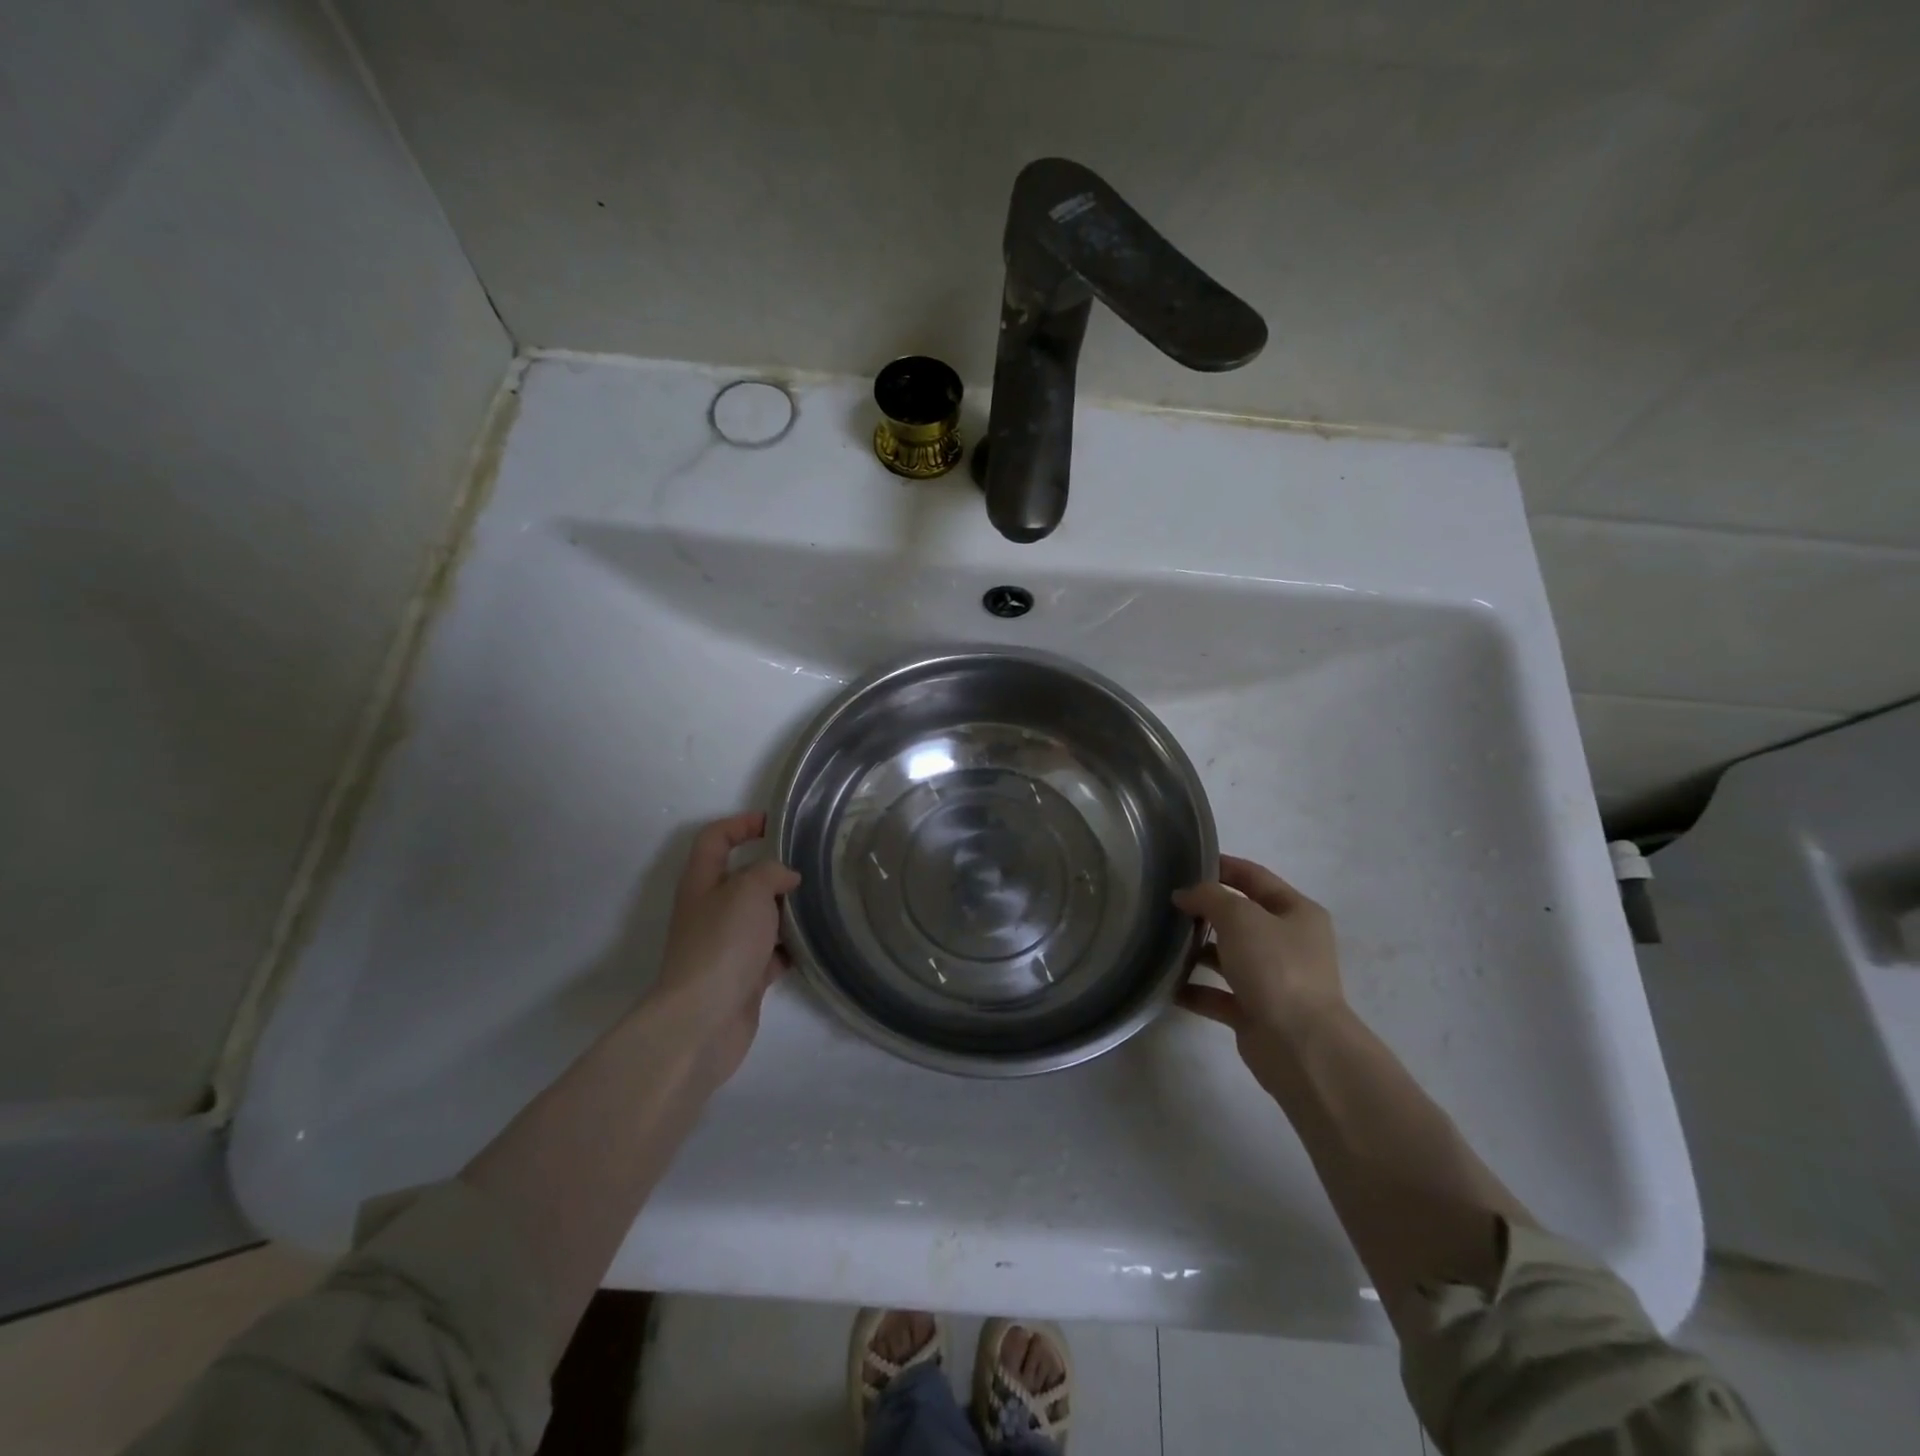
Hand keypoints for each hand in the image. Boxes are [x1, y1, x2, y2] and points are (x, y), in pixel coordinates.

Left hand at [646, 812, 800, 1085]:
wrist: (704, 1019)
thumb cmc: (722, 943)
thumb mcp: (748, 890)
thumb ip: (770, 873)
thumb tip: (786, 878)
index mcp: (702, 883)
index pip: (715, 839)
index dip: (740, 824)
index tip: (774, 823)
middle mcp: (710, 911)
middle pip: (741, 879)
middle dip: (773, 871)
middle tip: (809, 866)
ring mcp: (726, 946)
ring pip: (760, 917)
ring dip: (786, 911)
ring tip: (820, 902)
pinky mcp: (743, 976)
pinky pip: (772, 953)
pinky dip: (791, 948)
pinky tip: (815, 944)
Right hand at [1172, 855, 1343, 1046]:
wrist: (1300, 1046)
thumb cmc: (1276, 968)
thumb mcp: (1240, 917)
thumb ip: (1209, 897)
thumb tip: (1184, 895)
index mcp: (1296, 913)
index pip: (1255, 878)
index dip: (1222, 867)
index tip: (1185, 863)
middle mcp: (1288, 943)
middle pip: (1241, 918)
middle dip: (1205, 910)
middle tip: (1166, 904)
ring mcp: (1273, 980)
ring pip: (1228, 956)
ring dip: (1197, 950)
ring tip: (1161, 941)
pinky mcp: (1255, 1012)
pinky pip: (1218, 994)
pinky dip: (1194, 989)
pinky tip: (1167, 984)